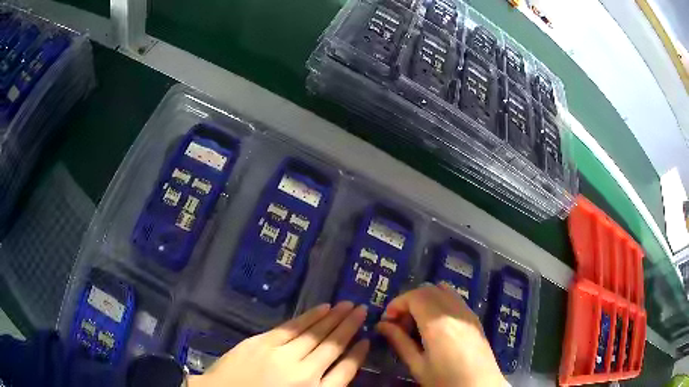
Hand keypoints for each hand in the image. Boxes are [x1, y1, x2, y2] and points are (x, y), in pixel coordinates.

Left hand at [188, 302, 369, 386]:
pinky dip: (310, 317)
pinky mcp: (263, 342)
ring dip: (334, 318)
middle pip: (333, 346)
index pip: (346, 371)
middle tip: (363, 310)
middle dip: (350, 327)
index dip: (358, 355)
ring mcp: (282, 355)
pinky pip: (293, 327)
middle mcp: (304, 373)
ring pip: (315, 333)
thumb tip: (338, 370)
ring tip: (349, 305)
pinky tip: (323, 308)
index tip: (367, 340)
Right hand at [377, 284, 504, 386]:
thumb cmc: (446, 380)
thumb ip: (400, 342)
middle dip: (409, 301)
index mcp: (438, 322)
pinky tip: (436, 326)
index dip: (397, 303)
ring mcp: (467, 312)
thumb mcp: (418, 366)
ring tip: (417, 323)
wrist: (480, 386)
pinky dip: (440, 303)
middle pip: (428, 289)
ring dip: (425, 300)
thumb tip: (382, 325)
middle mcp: (454, 310)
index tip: (387, 321)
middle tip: (400, 324)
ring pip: (443, 290)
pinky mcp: (474, 317)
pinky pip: (454, 299)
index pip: (414, 296)